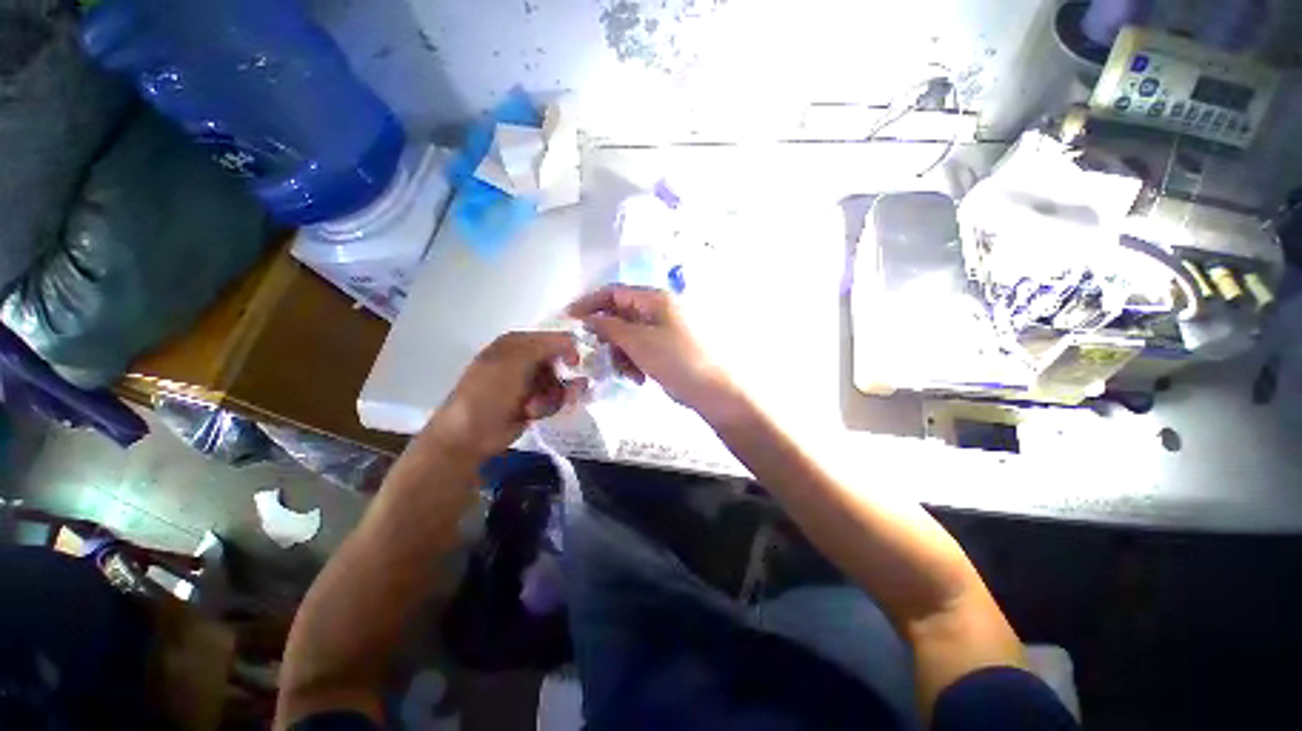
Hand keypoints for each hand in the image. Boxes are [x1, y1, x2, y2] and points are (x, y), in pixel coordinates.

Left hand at [423, 332, 585, 459]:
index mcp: (516, 344)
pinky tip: (533, 413)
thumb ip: (546, 346)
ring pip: (560, 384)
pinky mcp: (533, 403)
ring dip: (554, 396)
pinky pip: (555, 400)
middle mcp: (524, 360)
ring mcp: (529, 382)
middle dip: (563, 378)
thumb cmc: (489, 392)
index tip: (576, 363)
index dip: (567, 348)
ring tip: (537, 406)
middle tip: (568, 391)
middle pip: (560, 363)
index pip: (552, 338)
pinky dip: (548, 407)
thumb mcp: (515, 361)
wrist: (470, 434)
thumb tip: (573, 340)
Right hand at [567, 284, 732, 411]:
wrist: (713, 390)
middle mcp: (660, 311)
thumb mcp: (638, 342)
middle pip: (621, 316)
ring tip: (627, 373)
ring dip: (621, 354)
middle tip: (599, 355)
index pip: (615, 292)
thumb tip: (589, 318)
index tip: (569, 319)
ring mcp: (665, 331)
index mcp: (655, 299)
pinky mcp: (667, 349)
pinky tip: (639, 378)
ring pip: (629, 336)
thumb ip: (610, 327)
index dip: (590, 303)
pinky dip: (635, 362)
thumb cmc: (676, 360)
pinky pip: (641, 349)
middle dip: (608, 337)